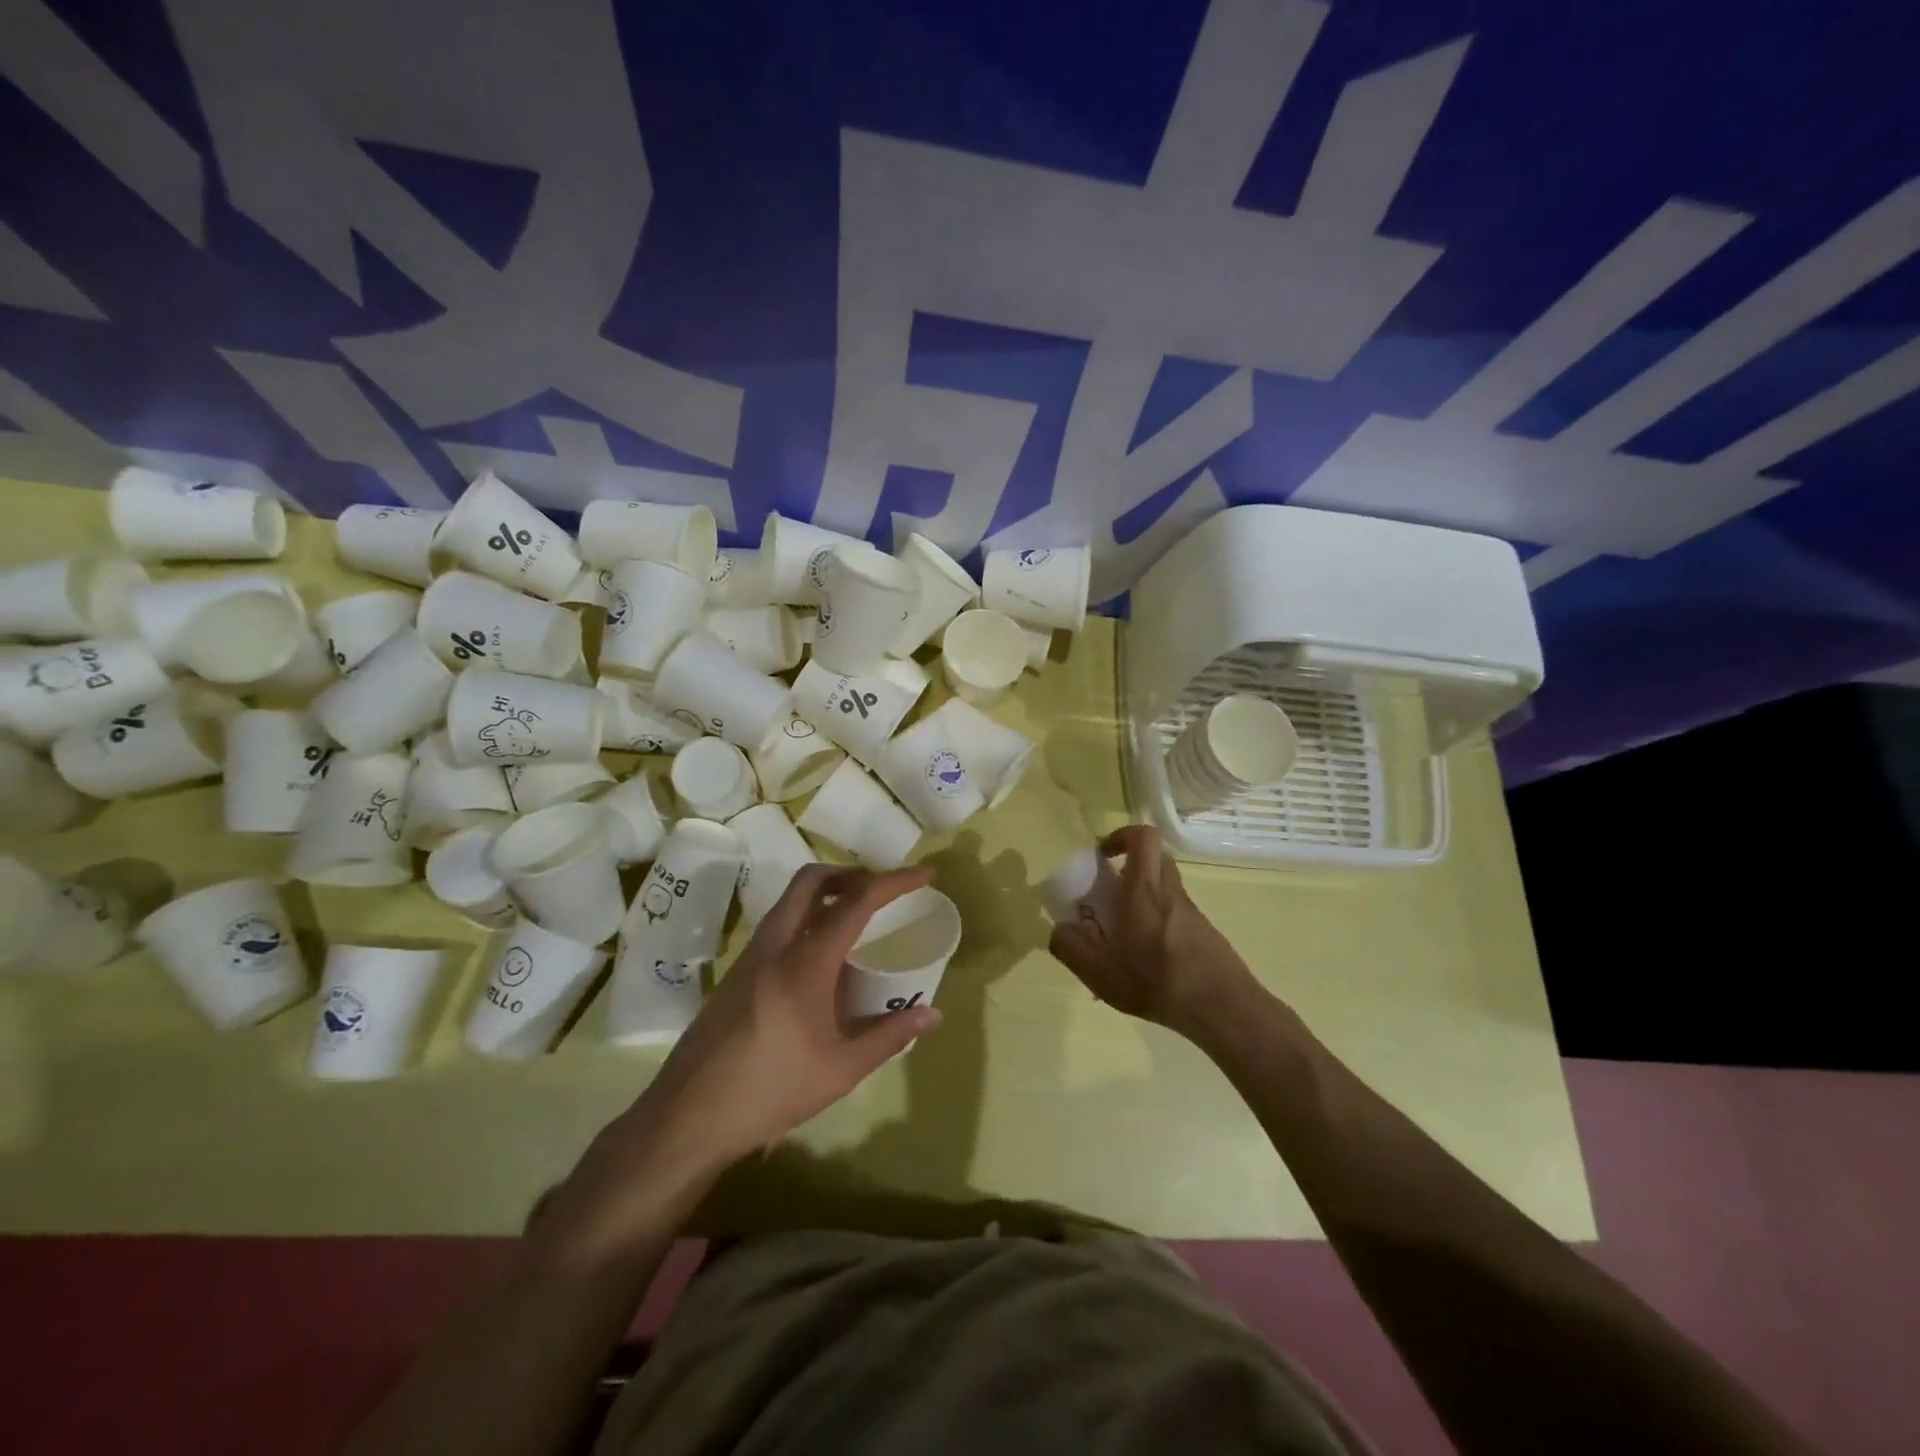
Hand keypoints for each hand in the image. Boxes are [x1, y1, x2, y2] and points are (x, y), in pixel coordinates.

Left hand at [632, 863, 941, 1167]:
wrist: (688, 1116)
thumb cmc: (770, 1092)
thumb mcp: (840, 1071)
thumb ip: (889, 1036)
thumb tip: (933, 1015)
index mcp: (805, 963)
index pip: (856, 903)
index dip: (894, 882)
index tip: (924, 875)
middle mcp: (775, 945)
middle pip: (812, 881)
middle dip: (852, 873)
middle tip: (882, 890)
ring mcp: (751, 955)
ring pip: (791, 899)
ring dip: (827, 893)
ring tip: (858, 919)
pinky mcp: (737, 971)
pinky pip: (779, 924)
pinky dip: (807, 917)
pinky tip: (823, 958)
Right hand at [1048, 825, 1263, 1041]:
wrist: (1222, 1009)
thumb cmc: (1156, 981)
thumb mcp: (1098, 971)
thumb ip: (1070, 947)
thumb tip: (1060, 928)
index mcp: (1144, 890)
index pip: (1143, 837)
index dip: (1121, 836)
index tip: (1102, 856)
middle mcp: (1170, 892)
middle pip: (1154, 859)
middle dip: (1130, 866)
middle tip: (1109, 892)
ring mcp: (1191, 912)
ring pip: (1164, 887)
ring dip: (1142, 898)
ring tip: (1122, 935)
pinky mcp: (1204, 932)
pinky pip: (1174, 913)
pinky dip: (1157, 923)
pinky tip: (1145, 960)